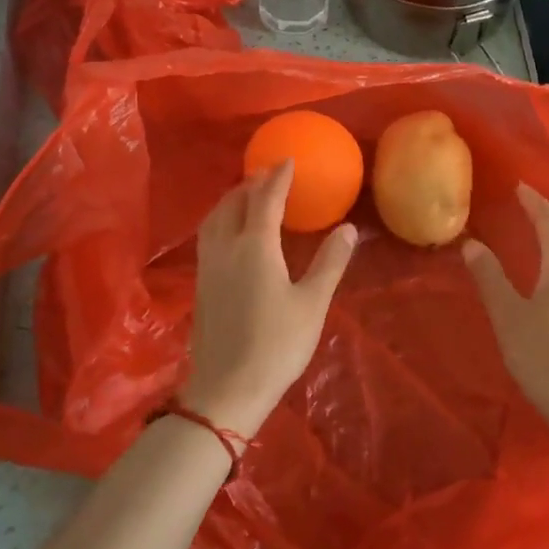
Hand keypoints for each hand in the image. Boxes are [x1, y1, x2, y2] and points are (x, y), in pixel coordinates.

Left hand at [180, 159, 357, 435]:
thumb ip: (329, 263)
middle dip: (251, 183)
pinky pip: (209, 236)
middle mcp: (226, 248)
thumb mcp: (312, 304)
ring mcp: (208, 266)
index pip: (265, 199)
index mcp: (255, 247)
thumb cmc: (276, 345)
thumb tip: (348, 229)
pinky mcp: (201, 285)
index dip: (278, 177)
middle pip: (234, 203)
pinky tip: (232, 233)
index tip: (288, 160)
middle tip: (269, 174)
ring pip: (215, 218)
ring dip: (232, 199)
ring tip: (248, 195)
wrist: (226, 389)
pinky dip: (222, 220)